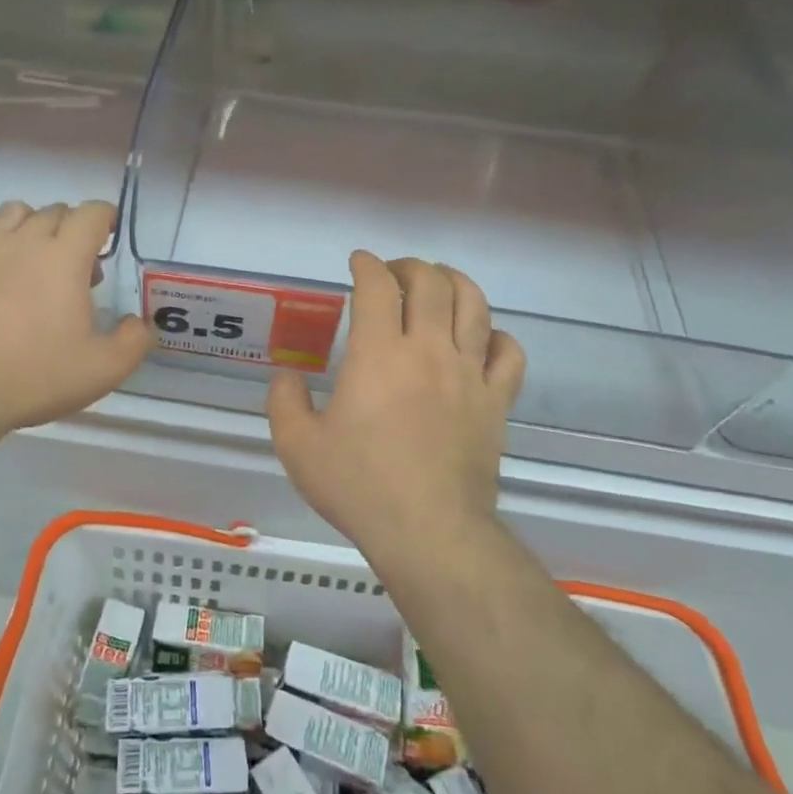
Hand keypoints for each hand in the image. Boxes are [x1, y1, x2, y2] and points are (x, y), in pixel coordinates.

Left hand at [0, 199, 151, 437]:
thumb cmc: (37, 376)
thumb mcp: (104, 369)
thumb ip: (134, 341)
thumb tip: (139, 323)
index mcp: (65, 257)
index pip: (91, 213)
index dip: (105, 218)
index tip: (108, 239)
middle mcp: (25, 241)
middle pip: (54, 211)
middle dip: (72, 230)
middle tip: (76, 271)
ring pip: (12, 212)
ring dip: (31, 225)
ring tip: (33, 258)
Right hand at [268, 252, 524, 565]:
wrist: (428, 531)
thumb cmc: (359, 484)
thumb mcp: (297, 446)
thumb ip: (284, 402)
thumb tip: (287, 377)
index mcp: (378, 354)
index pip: (377, 287)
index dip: (366, 265)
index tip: (358, 262)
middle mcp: (428, 350)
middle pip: (431, 283)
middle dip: (409, 266)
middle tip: (392, 274)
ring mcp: (469, 374)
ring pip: (474, 305)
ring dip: (454, 283)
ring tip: (439, 284)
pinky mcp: (496, 402)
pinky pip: (508, 353)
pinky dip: (496, 335)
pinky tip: (481, 338)